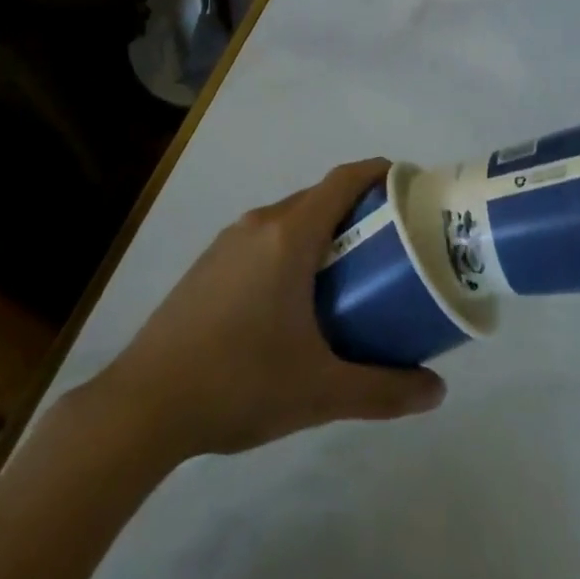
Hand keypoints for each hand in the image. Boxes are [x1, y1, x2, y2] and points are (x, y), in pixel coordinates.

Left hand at [93, 158, 445, 460]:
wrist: (141, 406)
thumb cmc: (239, 383)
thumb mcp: (319, 392)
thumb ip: (383, 390)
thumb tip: (437, 392)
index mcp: (289, 235)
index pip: (343, 180)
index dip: (378, 172)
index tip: (408, 185)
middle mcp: (259, 224)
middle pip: (319, 197)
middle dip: (358, 208)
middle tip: (390, 240)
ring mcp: (228, 242)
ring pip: (289, 217)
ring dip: (323, 230)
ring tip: (349, 270)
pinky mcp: (208, 264)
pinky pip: (263, 237)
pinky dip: (292, 247)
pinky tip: (294, 297)